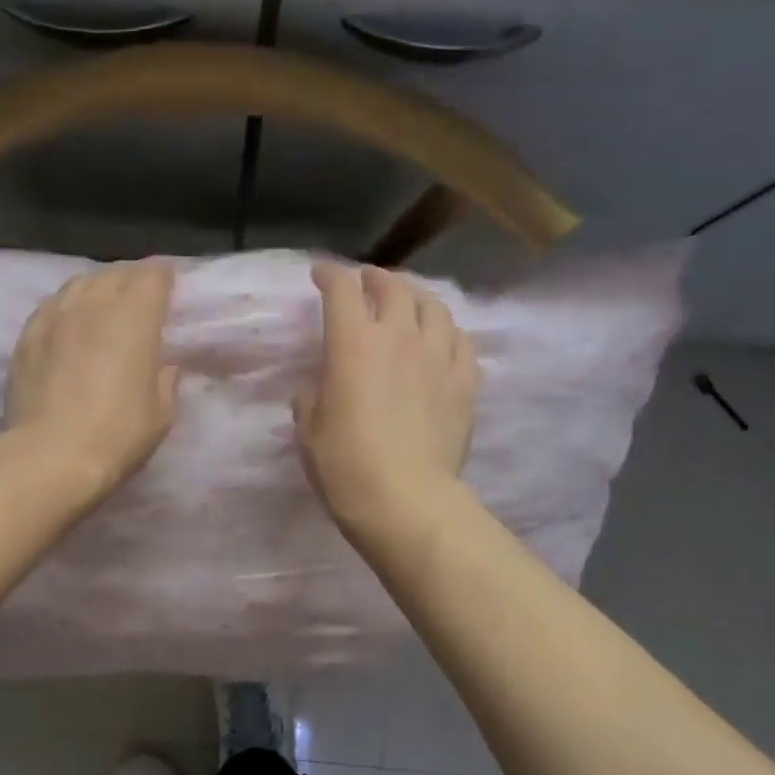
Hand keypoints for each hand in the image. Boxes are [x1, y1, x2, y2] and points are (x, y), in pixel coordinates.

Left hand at [6, 260, 180, 501]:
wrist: (51, 457)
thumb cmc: (117, 435)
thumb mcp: (161, 413)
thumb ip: (164, 380)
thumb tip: (162, 365)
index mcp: (134, 316)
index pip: (152, 275)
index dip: (164, 278)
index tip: (170, 290)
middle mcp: (93, 304)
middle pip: (114, 273)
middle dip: (130, 281)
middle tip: (139, 302)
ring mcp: (54, 317)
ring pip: (78, 284)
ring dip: (96, 290)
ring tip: (102, 309)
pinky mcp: (26, 337)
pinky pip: (51, 307)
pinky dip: (66, 310)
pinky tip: (67, 327)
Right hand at [294, 262, 477, 535]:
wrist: (405, 499)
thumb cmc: (345, 465)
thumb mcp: (308, 431)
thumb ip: (311, 397)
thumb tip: (319, 387)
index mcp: (353, 343)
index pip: (342, 289)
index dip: (330, 275)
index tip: (320, 276)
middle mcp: (399, 336)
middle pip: (392, 286)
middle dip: (374, 279)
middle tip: (365, 285)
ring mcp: (439, 356)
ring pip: (433, 306)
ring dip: (415, 297)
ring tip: (407, 304)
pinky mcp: (465, 381)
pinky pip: (461, 339)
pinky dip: (446, 331)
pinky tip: (441, 340)